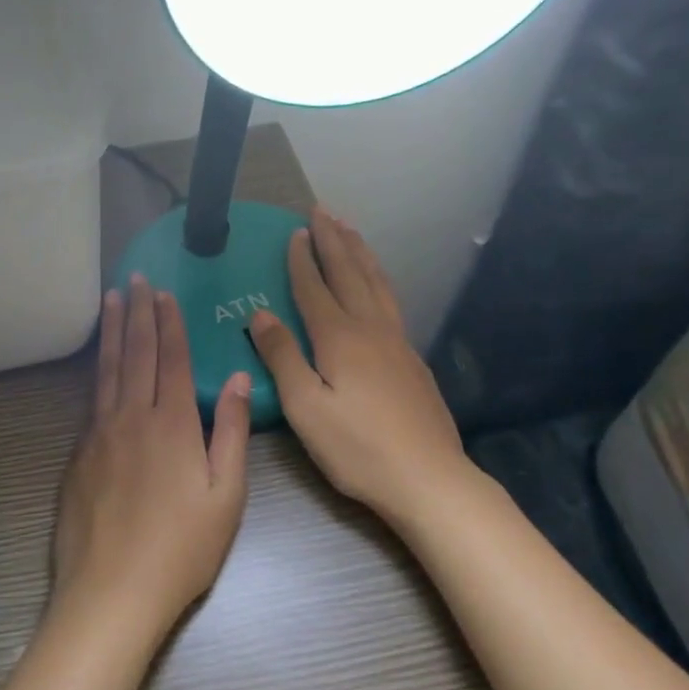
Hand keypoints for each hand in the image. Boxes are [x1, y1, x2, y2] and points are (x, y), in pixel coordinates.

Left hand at [54, 276, 252, 641]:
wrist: (112, 590)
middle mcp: (131, 417)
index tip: (163, 292)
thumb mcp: (226, 496)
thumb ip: (231, 432)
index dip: (168, 323)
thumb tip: (237, 378)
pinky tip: (99, 361)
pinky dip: (97, 368)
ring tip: (111, 300)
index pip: (170, 359)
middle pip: (135, 354)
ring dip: (112, 331)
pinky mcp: (79, 454)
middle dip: (137, 313)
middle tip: (133, 279)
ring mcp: (99, 434)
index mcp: (172, 424)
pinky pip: (91, 397)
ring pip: (107, 369)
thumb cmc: (182, 549)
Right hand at [247, 209, 472, 522]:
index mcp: (340, 338)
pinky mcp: (412, 360)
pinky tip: (377, 285)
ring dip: (360, 254)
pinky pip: (391, 302)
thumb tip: (260, 313)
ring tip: (350, 230)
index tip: (295, 231)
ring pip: (377, 284)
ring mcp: (398, 343)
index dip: (302, 260)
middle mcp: (371, 330)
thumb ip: (282, 356)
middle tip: (323, 211)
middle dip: (334, 241)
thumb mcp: (305, 406)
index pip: (315, 289)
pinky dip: (379, 279)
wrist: (428, 478)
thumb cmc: (356, 447)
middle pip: (351, 275)